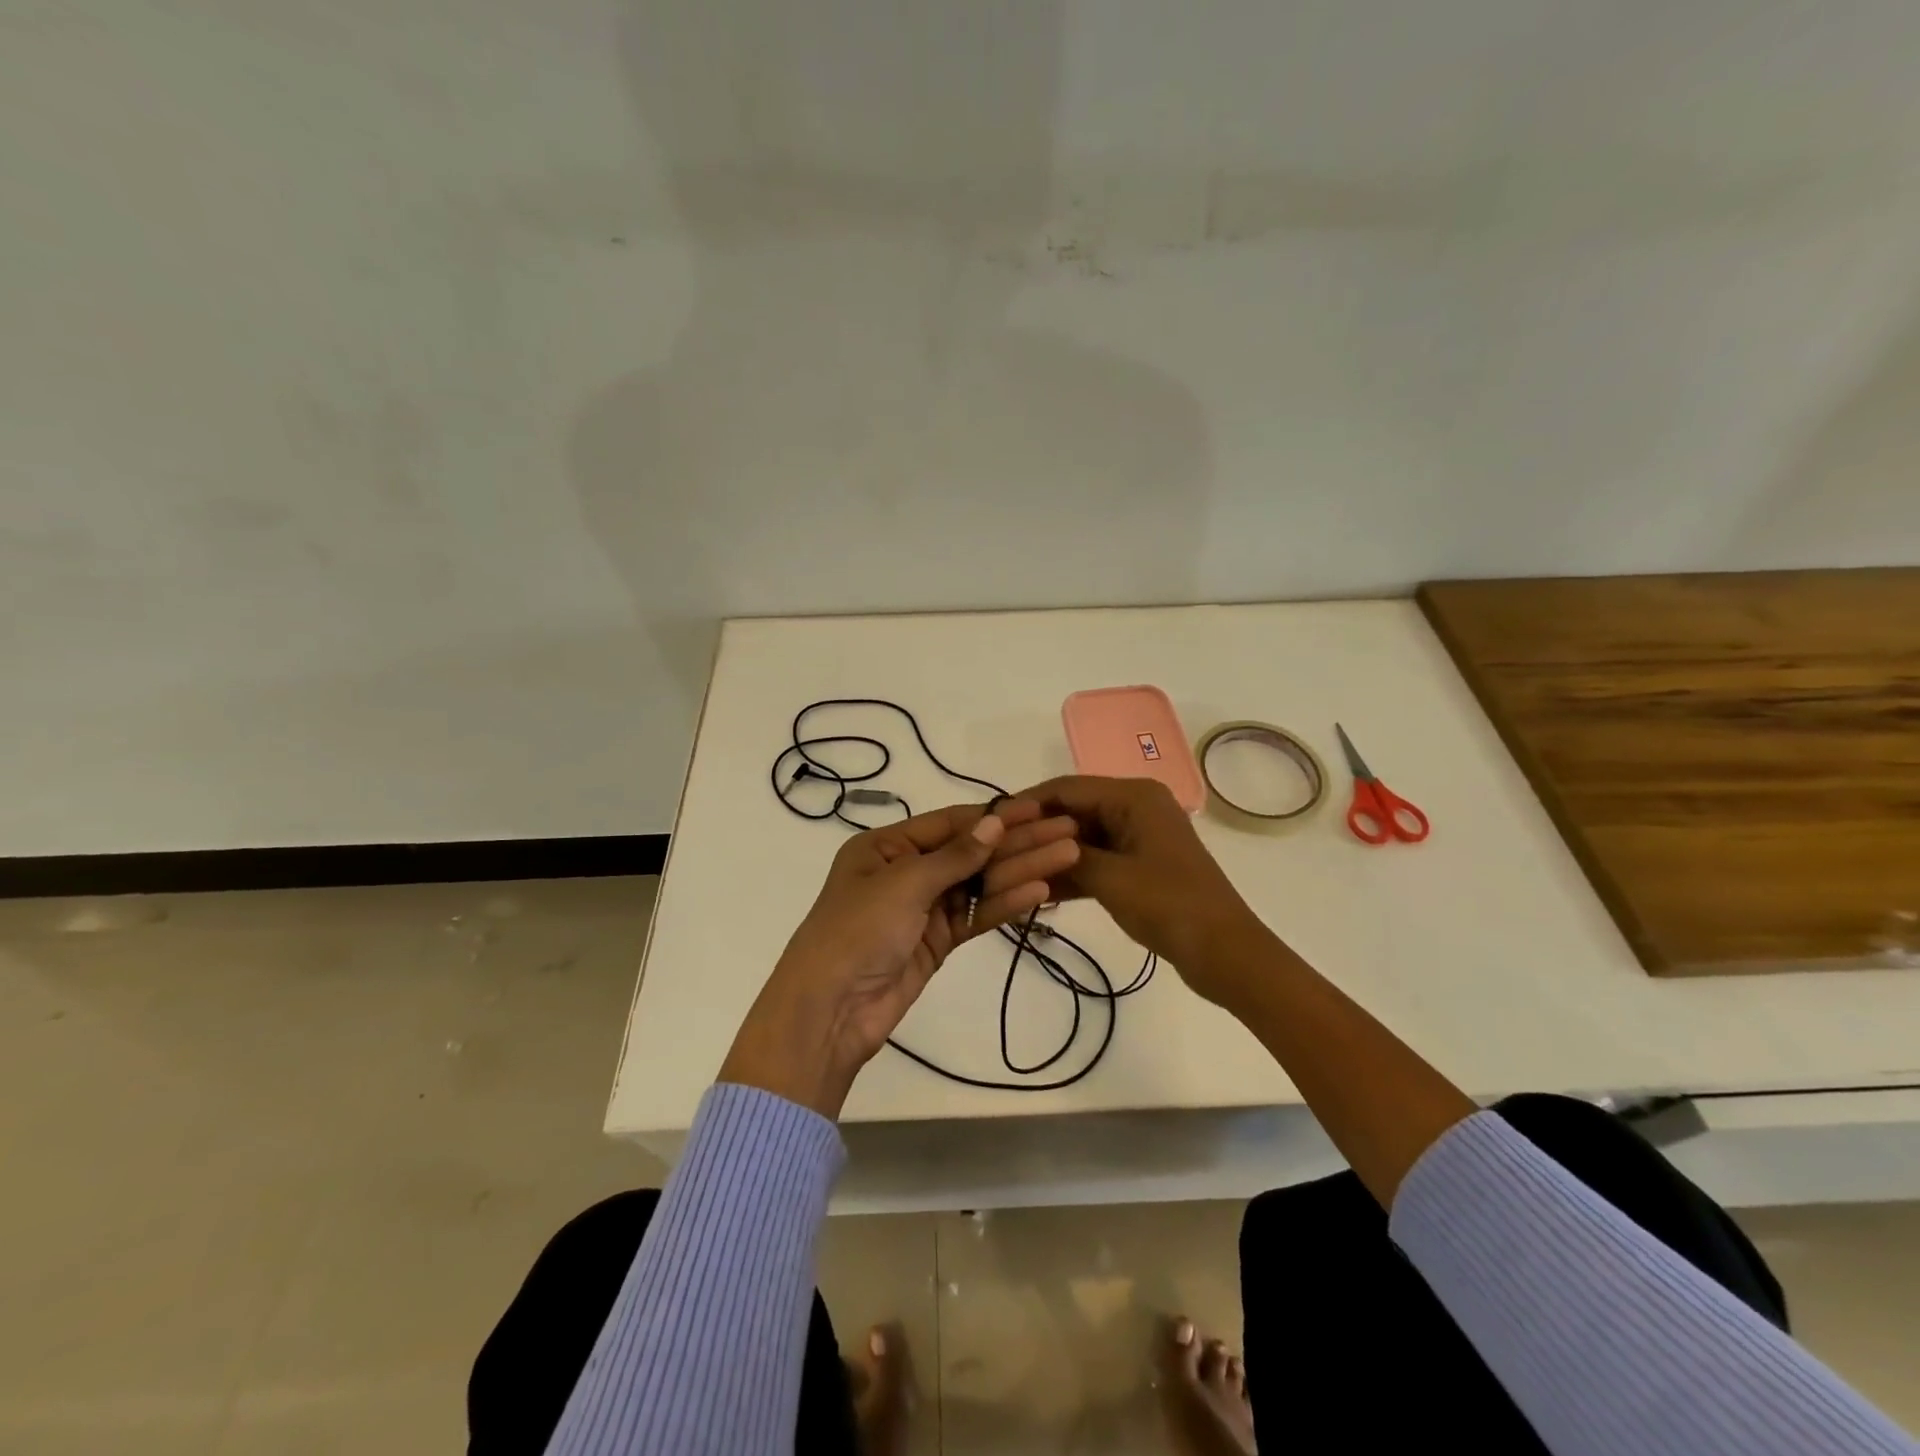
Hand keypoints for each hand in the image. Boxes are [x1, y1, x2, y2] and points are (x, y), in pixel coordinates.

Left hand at [719, 798, 1081, 1117]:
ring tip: (1068, 857)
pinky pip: (976, 915)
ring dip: (1021, 871)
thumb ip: (955, 856)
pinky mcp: (937, 942)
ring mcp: (924, 908)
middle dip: (1018, 842)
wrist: (830, 1010)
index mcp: (886, 846)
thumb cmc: (857, 930)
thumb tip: (994, 823)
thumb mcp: (903, 883)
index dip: (995, 816)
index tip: (1038, 808)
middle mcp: (906, 871)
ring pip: (979, 884)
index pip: (950, 823)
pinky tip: (1041, 891)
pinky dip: (1006, 904)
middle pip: (971, 852)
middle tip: (1067, 833)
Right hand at [1016, 775, 1264, 1005]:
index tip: (992, 822)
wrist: (1224, 952)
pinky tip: (1041, 890)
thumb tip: (1028, 844)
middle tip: (997, 851)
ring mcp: (1140, 836)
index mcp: (1133, 796)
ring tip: (1012, 871)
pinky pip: (1098, 858)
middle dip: (1038, 831)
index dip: (1028, 803)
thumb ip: (1064, 855)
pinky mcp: (1141, 864)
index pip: (1067, 788)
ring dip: (1053, 854)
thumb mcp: (1108, 878)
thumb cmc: (1168, 904)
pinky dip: (1073, 872)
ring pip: (1083, 837)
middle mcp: (1136, 806)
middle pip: (1074, 810)